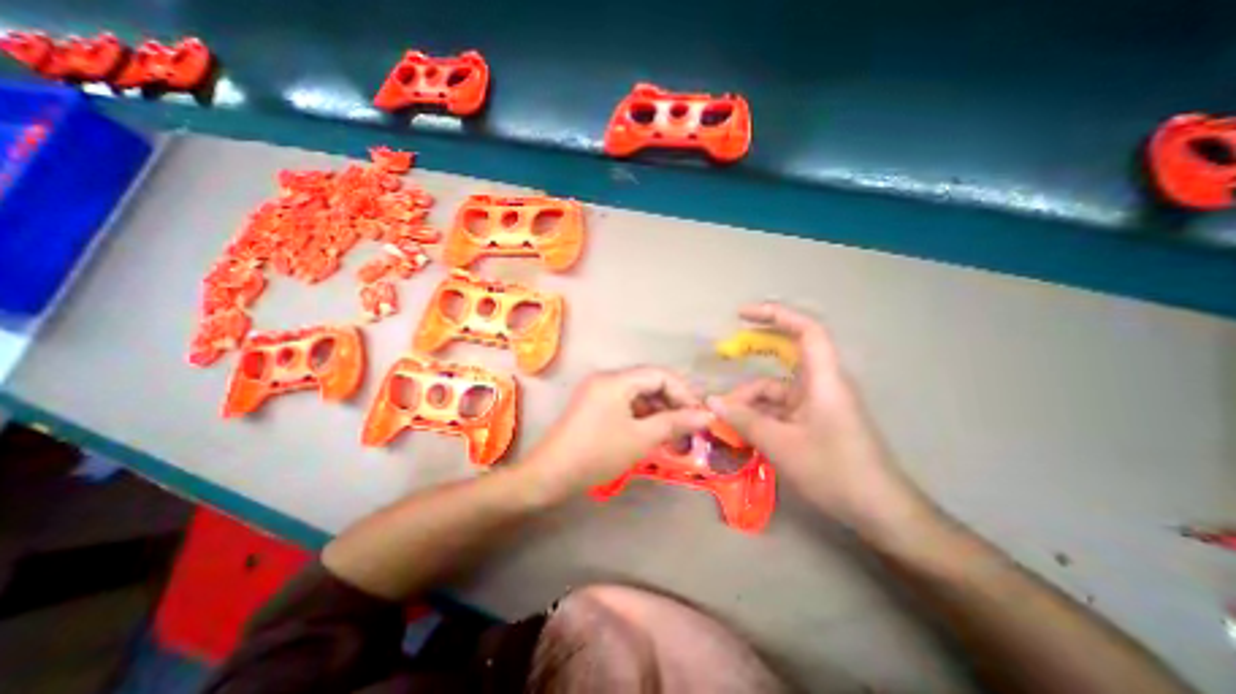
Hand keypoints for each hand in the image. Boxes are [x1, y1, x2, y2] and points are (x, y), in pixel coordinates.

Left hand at [519, 369, 714, 502]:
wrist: (550, 475)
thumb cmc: (598, 454)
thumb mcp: (641, 438)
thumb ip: (675, 423)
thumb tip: (707, 415)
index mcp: (616, 380)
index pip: (659, 375)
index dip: (683, 392)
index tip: (699, 415)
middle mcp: (606, 378)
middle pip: (648, 382)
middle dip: (672, 402)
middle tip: (689, 426)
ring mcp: (597, 391)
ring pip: (637, 394)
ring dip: (658, 410)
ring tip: (674, 433)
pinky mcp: (593, 405)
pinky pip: (624, 403)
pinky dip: (641, 415)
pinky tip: (651, 432)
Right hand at [704, 303, 936, 542]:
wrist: (879, 512)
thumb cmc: (834, 471)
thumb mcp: (781, 445)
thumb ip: (744, 420)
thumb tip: (712, 402)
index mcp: (823, 380)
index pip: (806, 331)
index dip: (776, 315)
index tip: (742, 315)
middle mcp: (821, 384)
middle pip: (787, 355)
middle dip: (756, 351)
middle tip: (726, 352)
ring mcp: (817, 403)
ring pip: (777, 388)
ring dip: (751, 398)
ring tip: (724, 417)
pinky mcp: (814, 420)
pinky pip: (781, 408)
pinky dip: (760, 414)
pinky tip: (740, 429)